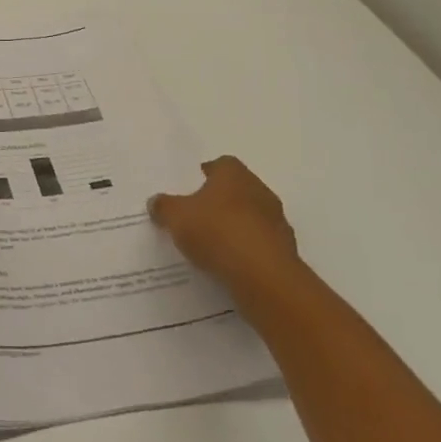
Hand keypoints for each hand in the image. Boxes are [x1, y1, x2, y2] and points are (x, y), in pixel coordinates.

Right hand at [150, 157, 302, 302]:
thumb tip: (156, 202)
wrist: (264, 277)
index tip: (189, 188)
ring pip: (249, 217)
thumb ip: (164, 206)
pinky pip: (258, 244)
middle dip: (218, 201)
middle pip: (236, 190)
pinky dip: (245, 250)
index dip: (204, 174)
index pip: (220, 164)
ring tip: (209, 244)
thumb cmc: (217, 232)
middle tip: (195, 215)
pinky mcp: (284, 250)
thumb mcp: (176, 217)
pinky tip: (227, 264)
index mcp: (234, 174)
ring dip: (234, 226)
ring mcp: (276, 221)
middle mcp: (260, 190)